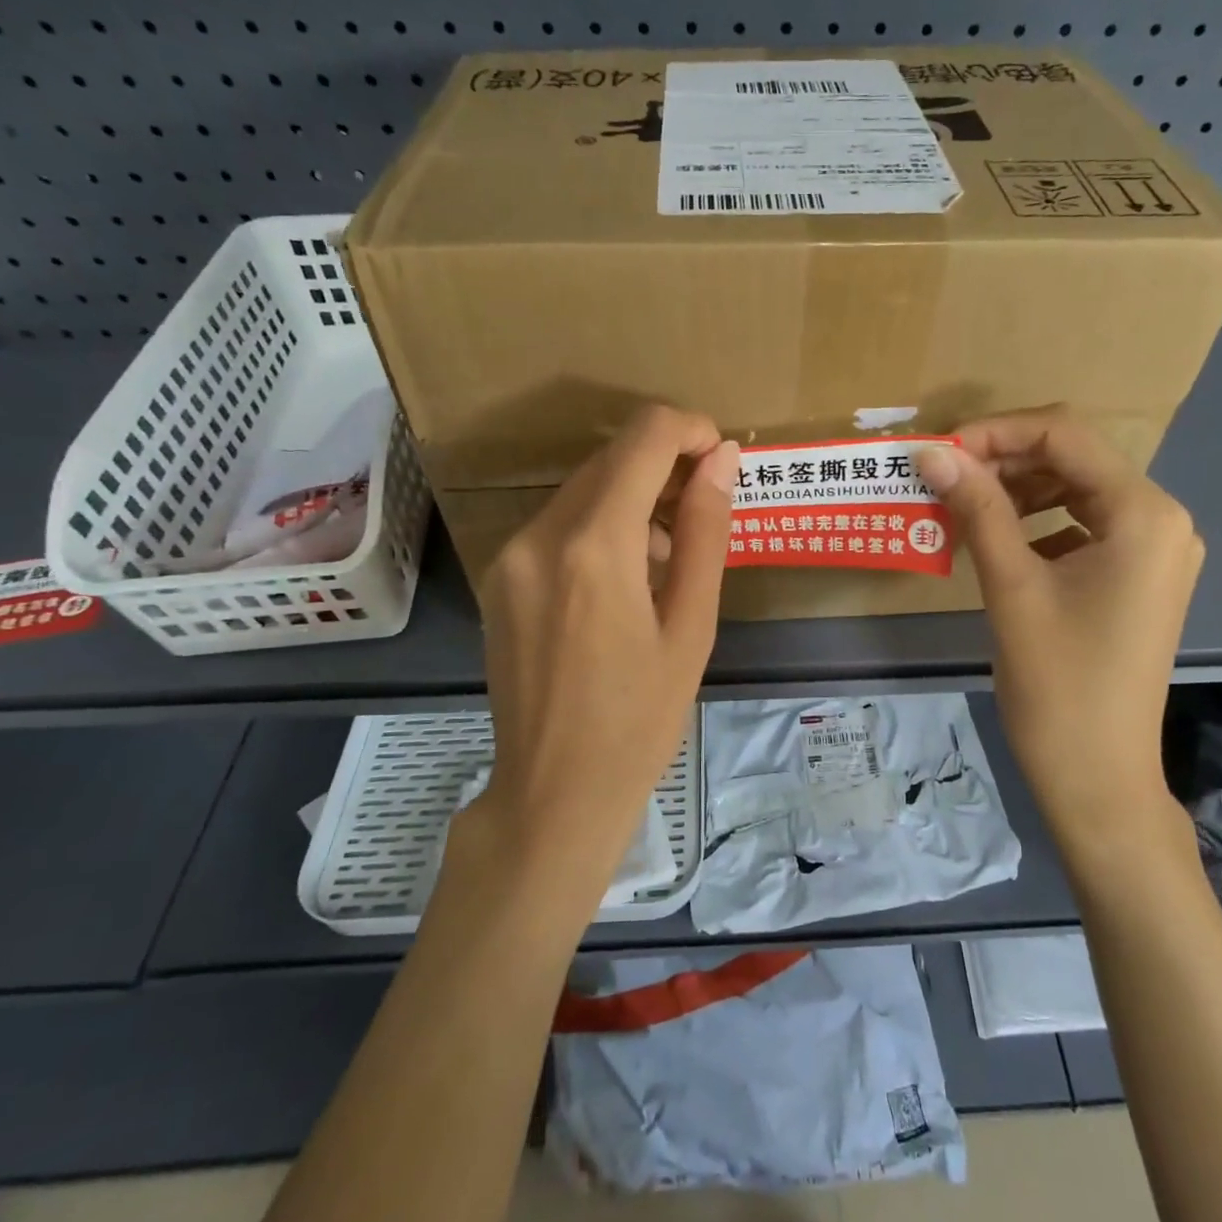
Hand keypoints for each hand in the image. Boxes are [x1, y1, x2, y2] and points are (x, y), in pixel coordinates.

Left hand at [473, 405, 738, 901]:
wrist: (554, 792)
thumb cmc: (641, 720)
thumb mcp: (691, 626)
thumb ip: (706, 533)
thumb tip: (723, 460)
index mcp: (594, 546)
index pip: (644, 439)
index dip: (690, 430)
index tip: (721, 457)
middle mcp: (539, 534)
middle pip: (610, 459)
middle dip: (664, 467)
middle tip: (705, 514)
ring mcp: (509, 555)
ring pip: (583, 489)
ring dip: (632, 501)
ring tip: (667, 564)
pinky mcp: (499, 577)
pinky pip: (558, 524)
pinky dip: (599, 528)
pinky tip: (623, 582)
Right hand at [915, 408, 1201, 857]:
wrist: (1097, 777)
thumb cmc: (1057, 684)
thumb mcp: (1012, 587)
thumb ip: (977, 509)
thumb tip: (932, 453)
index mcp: (1144, 514)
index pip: (1065, 435)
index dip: (995, 433)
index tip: (938, 453)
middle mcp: (1162, 520)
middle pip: (1073, 459)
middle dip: (1003, 460)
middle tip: (942, 478)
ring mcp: (1155, 551)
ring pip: (1076, 491)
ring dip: (1017, 491)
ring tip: (961, 506)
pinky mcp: (1138, 578)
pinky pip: (1083, 527)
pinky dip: (1037, 524)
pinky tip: (997, 541)